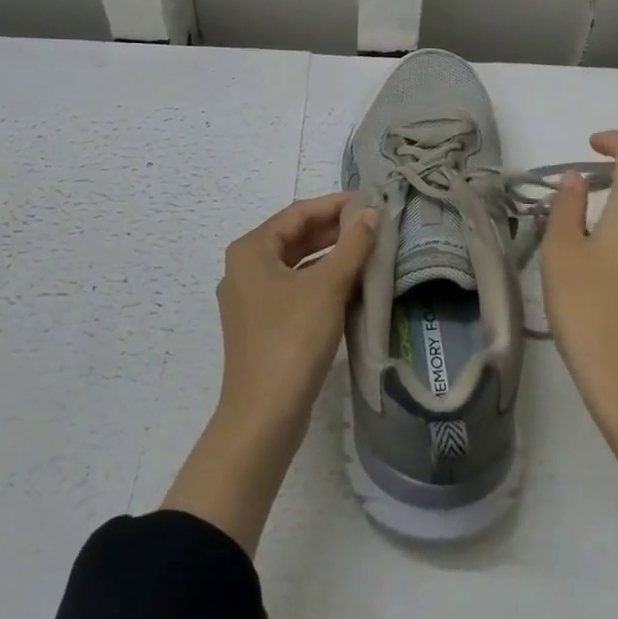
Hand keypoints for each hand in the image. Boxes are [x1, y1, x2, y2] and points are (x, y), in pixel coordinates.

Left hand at [161, 193, 378, 553]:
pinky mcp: (261, 326)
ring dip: (330, 255)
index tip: (369, 200)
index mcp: (251, 250)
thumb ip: (352, 246)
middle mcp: (244, 268)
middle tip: (373, 223)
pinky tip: (351, 285)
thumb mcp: (328, 287)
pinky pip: (294, 289)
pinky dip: (320, 281)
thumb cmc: (292, 340)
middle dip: (334, 229)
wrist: (263, 418)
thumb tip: (372, 213)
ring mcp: (250, 300)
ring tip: (368, 249)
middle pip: (294, 237)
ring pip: (296, 264)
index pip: (298, 213)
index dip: (334, 204)